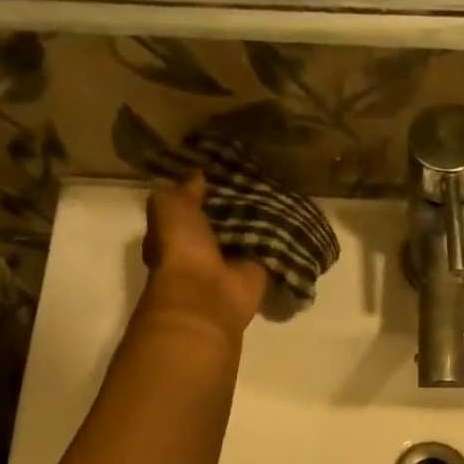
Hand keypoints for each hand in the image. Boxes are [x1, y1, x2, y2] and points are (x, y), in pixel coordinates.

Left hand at [141, 173, 269, 335]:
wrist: (206, 296)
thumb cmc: (180, 249)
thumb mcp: (169, 207)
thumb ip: (182, 189)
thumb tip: (198, 176)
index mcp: (179, 232)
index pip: (193, 205)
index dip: (205, 188)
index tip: (224, 167)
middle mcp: (207, 247)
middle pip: (226, 217)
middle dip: (239, 199)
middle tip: (260, 173)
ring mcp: (234, 260)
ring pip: (250, 230)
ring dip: (263, 215)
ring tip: (282, 186)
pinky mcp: (260, 271)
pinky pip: (273, 247)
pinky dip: (283, 235)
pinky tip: (295, 212)